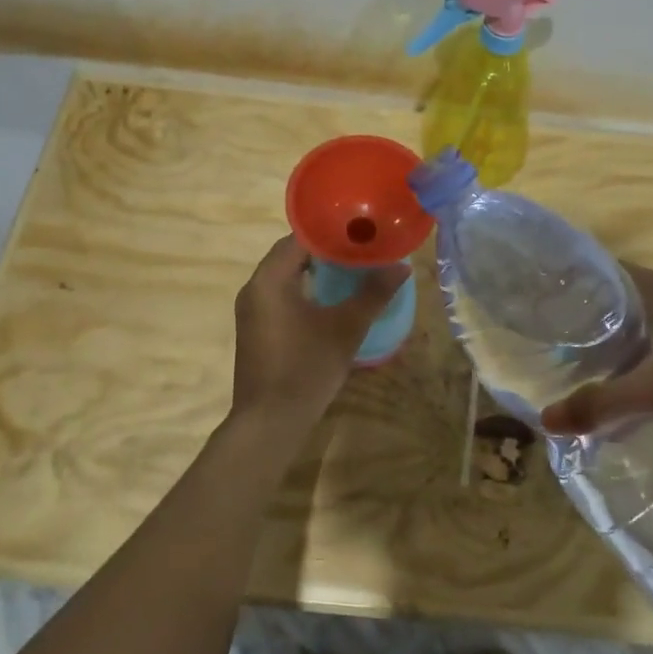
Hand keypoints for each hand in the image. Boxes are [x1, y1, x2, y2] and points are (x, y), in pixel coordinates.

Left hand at [231, 236, 408, 430]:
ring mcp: (252, 309)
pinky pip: (281, 294)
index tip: (360, 230)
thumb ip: (373, 294)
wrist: (269, 423)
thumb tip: (401, 267)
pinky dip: (305, 288)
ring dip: (315, 269)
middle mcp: (254, 287)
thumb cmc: (306, 369)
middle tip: (361, 248)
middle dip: (326, 249)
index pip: (300, 237)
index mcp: (270, 279)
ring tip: (352, 268)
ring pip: (285, 274)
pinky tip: (331, 299)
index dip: (331, 231)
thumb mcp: (346, 329)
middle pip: (291, 253)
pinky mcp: (256, 328)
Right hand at [539, 263, 652, 439]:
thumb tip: (545, 421)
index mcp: (652, 287)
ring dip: (607, 339)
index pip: (596, 269)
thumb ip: (600, 404)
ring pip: (633, 322)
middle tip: (546, 339)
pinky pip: (652, 342)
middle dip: (580, 317)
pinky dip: (631, 356)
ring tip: (572, 363)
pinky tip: (620, 384)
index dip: (566, 282)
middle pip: (611, 297)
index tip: (537, 303)